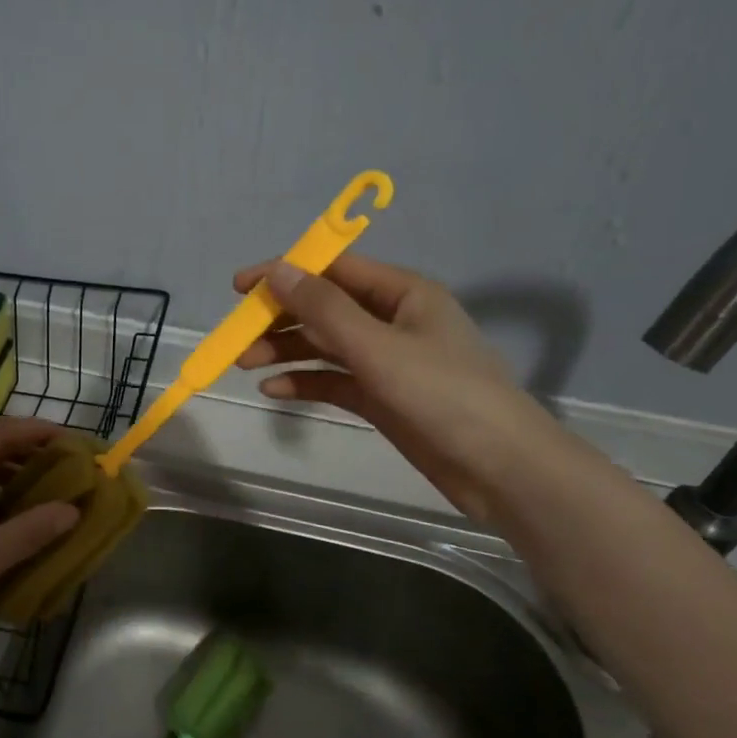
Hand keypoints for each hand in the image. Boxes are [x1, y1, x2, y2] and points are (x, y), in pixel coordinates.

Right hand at [234, 257, 575, 522]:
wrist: (499, 467)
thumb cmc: (443, 395)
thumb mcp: (378, 347)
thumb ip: (325, 309)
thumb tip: (277, 270)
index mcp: (402, 293)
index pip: (333, 270)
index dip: (285, 273)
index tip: (240, 288)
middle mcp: (392, 320)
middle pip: (324, 309)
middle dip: (280, 320)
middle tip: (237, 338)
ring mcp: (386, 360)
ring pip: (324, 346)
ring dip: (285, 351)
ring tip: (245, 364)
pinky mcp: (381, 397)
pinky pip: (333, 380)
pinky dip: (304, 381)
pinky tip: (274, 390)